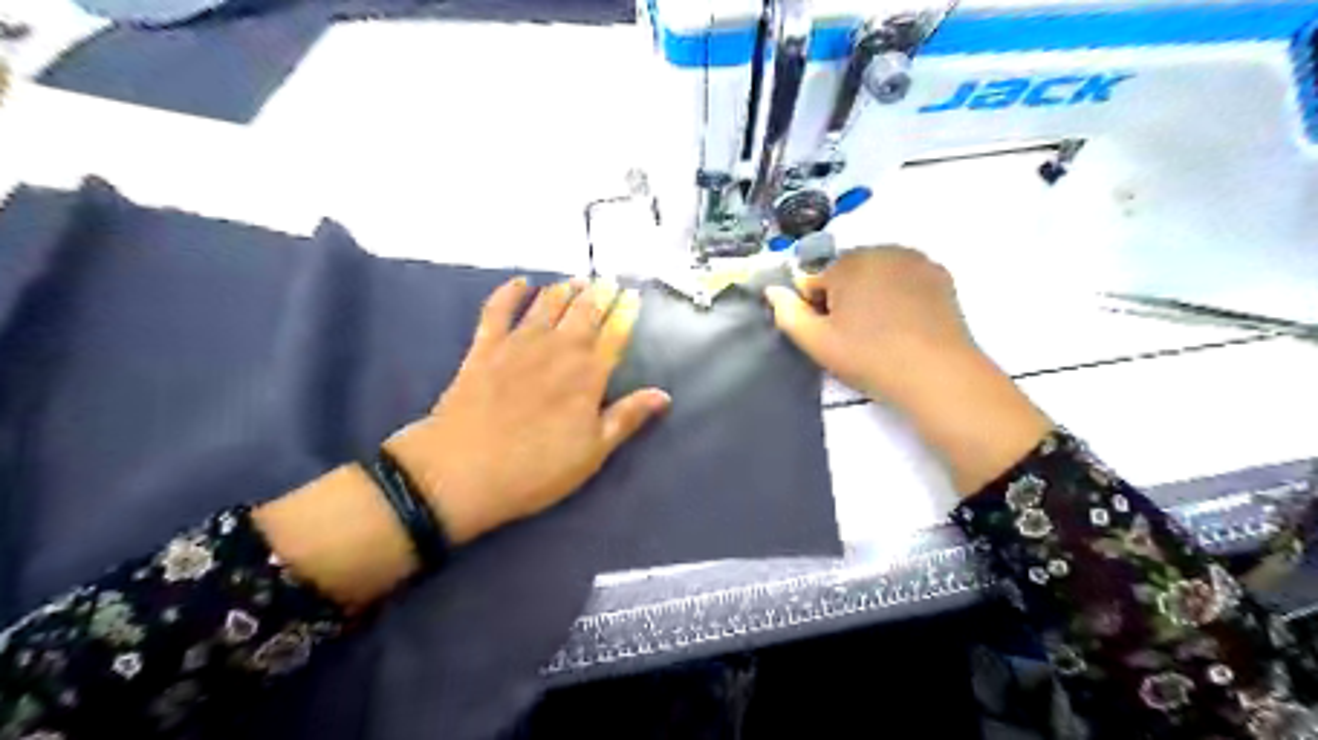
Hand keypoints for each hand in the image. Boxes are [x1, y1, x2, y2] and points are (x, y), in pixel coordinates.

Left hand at [385, 278, 669, 542]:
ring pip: (548, 303)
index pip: (615, 334)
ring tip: (578, 280)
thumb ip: (627, 417)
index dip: (626, 313)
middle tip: (609, 281)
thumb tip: (663, 395)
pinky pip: (498, 309)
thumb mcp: (592, 452)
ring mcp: (518, 344)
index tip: (633, 296)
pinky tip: (521, 282)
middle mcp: (557, 349)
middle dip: (600, 293)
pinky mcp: (484, 347)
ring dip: (565, 288)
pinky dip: (510, 292)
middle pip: (584, 312)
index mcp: (588, 375)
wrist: (461, 472)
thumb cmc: (536, 469)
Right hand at [768, 246, 969, 398]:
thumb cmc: (870, 357)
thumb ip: (788, 313)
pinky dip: (899, 293)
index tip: (828, 333)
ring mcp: (914, 260)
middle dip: (843, 296)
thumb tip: (772, 290)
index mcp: (848, 263)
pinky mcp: (939, 275)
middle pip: (845, 272)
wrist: (937, 373)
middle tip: (854, 335)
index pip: (813, 279)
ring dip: (870, 293)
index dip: (814, 307)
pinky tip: (905, 323)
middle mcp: (881, 250)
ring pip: (876, 273)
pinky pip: (904, 278)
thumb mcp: (817, 342)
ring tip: (881, 331)